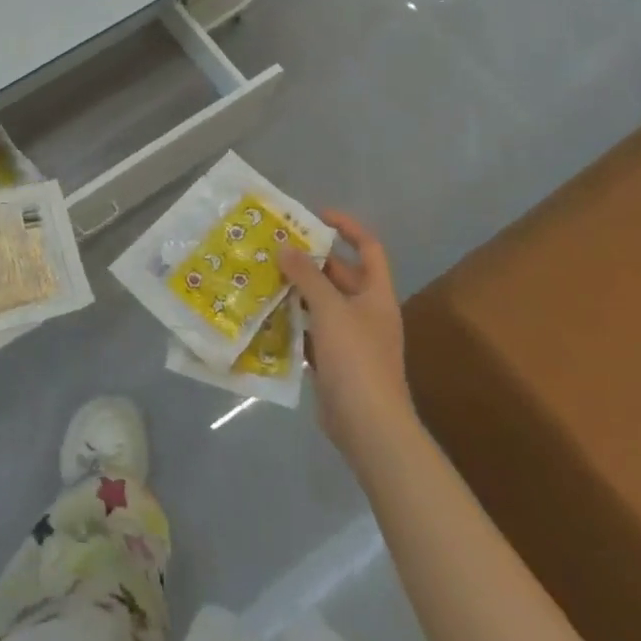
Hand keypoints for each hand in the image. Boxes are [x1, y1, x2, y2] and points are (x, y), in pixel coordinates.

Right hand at [278, 211, 413, 458]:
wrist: (369, 425)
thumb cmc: (356, 359)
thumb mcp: (330, 309)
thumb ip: (306, 276)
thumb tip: (285, 247)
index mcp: (376, 294)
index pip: (368, 248)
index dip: (346, 227)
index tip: (315, 215)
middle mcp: (366, 312)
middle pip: (340, 275)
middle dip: (310, 259)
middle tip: (275, 246)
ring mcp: (350, 338)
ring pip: (322, 303)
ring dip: (297, 290)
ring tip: (263, 275)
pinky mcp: (334, 361)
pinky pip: (311, 331)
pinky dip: (293, 321)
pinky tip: (266, 314)